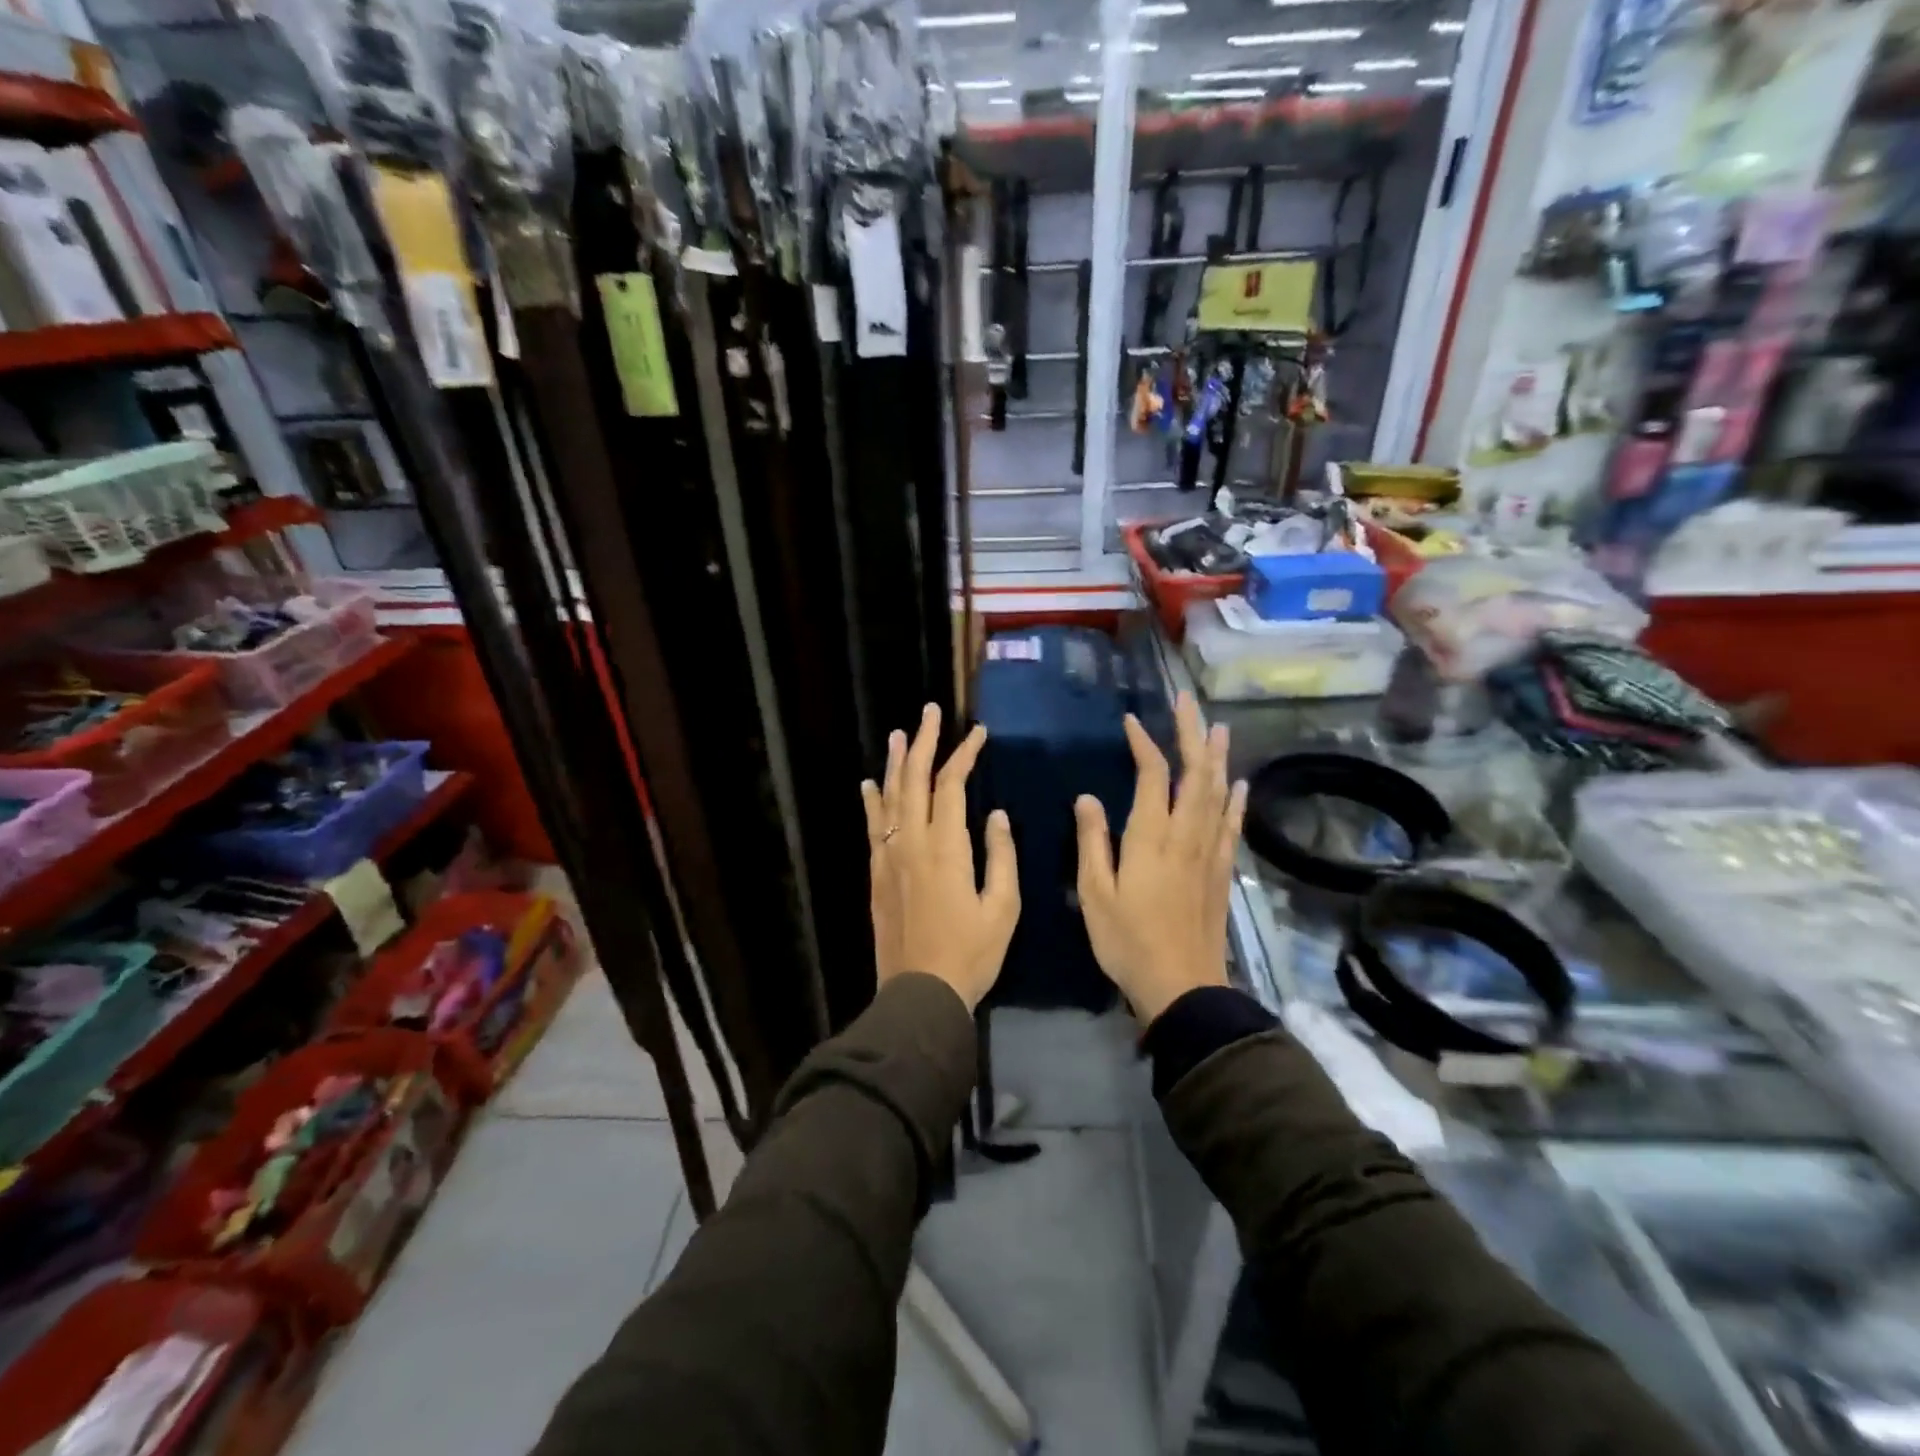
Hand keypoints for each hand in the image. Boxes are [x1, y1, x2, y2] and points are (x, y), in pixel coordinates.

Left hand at [861, 704, 1018, 1011]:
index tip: (978, 734)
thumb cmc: (971, 953)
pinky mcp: (875, 874)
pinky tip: (870, 783)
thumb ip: (1001, 856)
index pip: (951, 785)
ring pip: (889, 798)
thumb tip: (996, 815)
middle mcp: (910, 842)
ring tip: (899, 734)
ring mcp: (888, 857)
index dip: (964, 755)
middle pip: (914, 780)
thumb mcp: (1003, 908)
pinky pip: (871, 826)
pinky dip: (871, 801)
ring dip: (896, 763)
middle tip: (930, 712)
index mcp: (946, 847)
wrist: (921, 992)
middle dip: (924, 743)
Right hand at [1074, 693, 1246, 1024]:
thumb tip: (1087, 797)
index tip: (1131, 721)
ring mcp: (1209, 853)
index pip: (1153, 776)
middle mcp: (1186, 836)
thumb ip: (1092, 841)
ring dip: (1217, 757)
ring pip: (1217, 793)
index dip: (1144, 744)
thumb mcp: (1095, 893)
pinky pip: (1231, 826)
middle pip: (1194, 774)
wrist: (1182, 987)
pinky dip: (1235, 800)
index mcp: (1151, 837)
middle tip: (1187, 702)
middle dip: (1191, 734)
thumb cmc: (1128, 941)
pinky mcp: (1222, 872)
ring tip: (1218, 727)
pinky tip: (1239, 784)